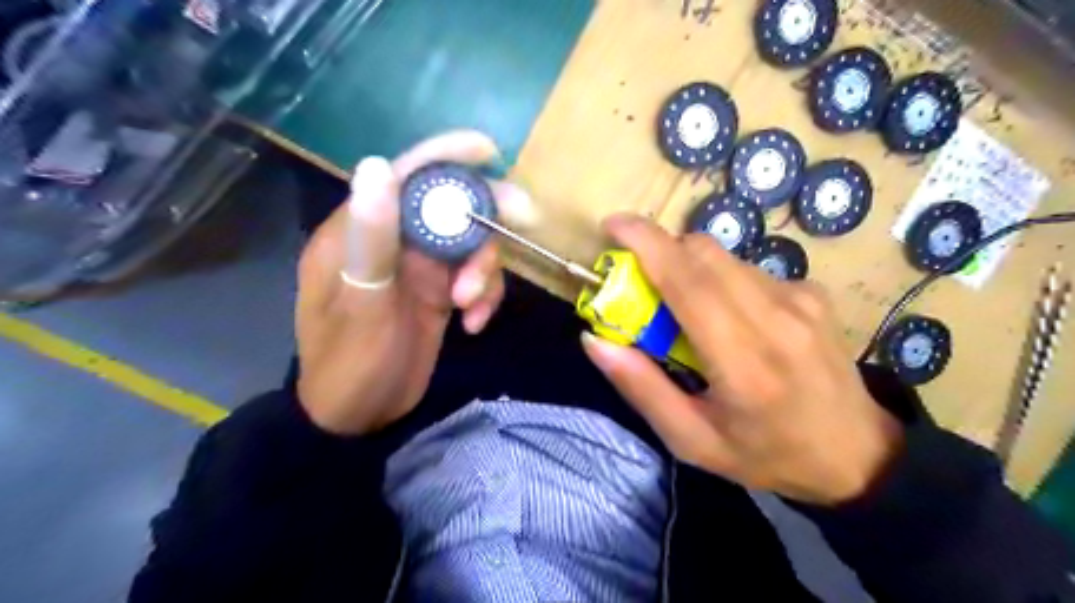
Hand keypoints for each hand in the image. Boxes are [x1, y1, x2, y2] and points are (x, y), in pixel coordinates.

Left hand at [292, 129, 532, 432]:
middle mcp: (394, 242)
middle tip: (525, 221)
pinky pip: (474, 280)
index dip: (445, 157)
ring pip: (470, 246)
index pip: (405, 177)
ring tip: (471, 306)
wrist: (358, 417)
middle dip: (486, 217)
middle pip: (450, 209)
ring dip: (484, 271)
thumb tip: (377, 165)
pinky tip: (475, 324)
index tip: (489, 152)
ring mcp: (419, 270)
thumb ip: (371, 238)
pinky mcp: (438, 294)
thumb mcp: (360, 303)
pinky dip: (484, 296)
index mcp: (361, 231)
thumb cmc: (348, 363)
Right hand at [584, 214, 901, 505]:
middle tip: (638, 280)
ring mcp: (801, 298)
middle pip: (703, 252)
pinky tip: (727, 317)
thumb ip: (641, 387)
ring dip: (689, 268)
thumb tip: (594, 339)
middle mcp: (777, 317)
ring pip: (724, 257)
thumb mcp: (691, 439)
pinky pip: (747, 269)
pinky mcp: (812, 292)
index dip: (646, 243)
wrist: (858, 456)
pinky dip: (719, 280)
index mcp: (744, 362)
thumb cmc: (766, 455)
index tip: (612, 225)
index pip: (688, 280)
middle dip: (661, 251)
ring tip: (683, 310)